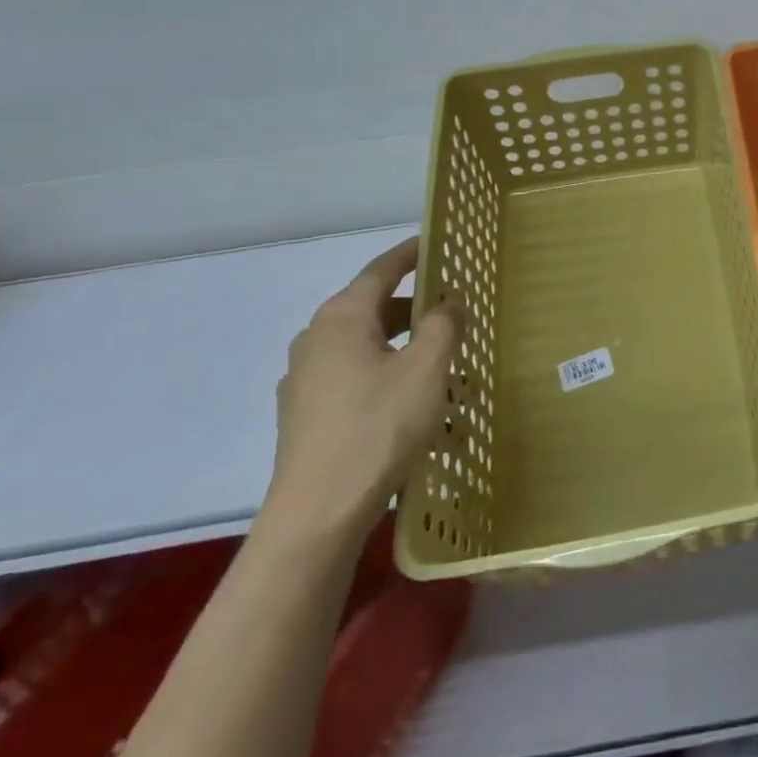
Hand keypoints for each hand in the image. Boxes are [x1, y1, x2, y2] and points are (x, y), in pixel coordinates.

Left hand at [263, 237, 465, 537]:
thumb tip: (449, 302)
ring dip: (404, 349)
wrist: (318, 513)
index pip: (380, 271)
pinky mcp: (305, 416)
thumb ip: (443, 325)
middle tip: (452, 312)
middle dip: (414, 309)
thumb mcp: (426, 369)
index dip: (410, 254)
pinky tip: (414, 407)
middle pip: (372, 309)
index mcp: (341, 319)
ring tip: (442, 367)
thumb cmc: (378, 427)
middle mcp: (316, 340)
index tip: (434, 243)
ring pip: (365, 348)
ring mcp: (305, 380)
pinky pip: (354, 380)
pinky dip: (386, 378)